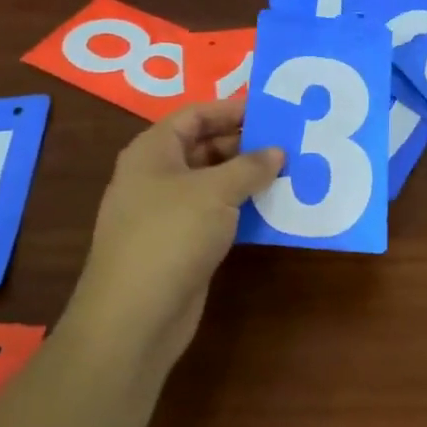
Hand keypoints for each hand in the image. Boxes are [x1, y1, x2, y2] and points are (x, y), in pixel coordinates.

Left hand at [67, 99, 282, 373]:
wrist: (134, 317)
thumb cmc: (170, 235)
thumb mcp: (215, 192)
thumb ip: (250, 166)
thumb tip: (277, 152)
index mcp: (153, 151)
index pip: (195, 115)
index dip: (232, 110)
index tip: (272, 111)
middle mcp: (157, 176)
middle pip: (205, 147)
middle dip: (245, 144)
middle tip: (290, 143)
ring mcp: (167, 212)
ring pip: (213, 183)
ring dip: (248, 178)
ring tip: (292, 172)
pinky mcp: (181, 244)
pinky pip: (216, 214)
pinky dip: (242, 209)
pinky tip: (274, 209)